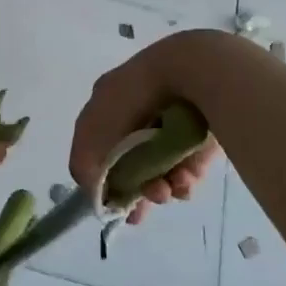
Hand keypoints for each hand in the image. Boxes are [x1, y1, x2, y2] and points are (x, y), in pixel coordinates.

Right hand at [70, 34, 221, 226]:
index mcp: (111, 105)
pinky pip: (189, 169)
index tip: (107, 203)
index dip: (101, 177)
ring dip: (158, 189)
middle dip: (133, 190)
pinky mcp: (202, 139)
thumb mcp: (94, 126)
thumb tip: (91, 191)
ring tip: (164, 193)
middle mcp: (140, 116)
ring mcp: (172, 128)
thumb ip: (84, 160)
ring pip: (161, 171)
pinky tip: (183, 183)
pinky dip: (183, 181)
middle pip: (132, 164)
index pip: (99, 146)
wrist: (192, 73)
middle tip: (137, 213)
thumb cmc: (134, 96)